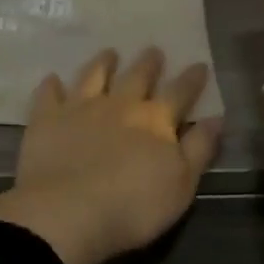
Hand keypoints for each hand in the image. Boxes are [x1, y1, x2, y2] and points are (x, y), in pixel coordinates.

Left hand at [0, 48, 222, 263]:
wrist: (68, 213)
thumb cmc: (134, 207)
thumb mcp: (182, 184)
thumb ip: (200, 149)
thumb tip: (217, 117)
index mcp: (155, 120)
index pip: (180, 92)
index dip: (192, 78)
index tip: (199, 64)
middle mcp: (120, 105)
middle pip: (137, 76)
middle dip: (148, 63)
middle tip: (153, 50)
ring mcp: (80, 108)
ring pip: (93, 76)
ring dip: (103, 63)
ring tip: (109, 53)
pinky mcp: (46, 120)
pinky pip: (49, 95)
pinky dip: (52, 85)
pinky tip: (52, 79)